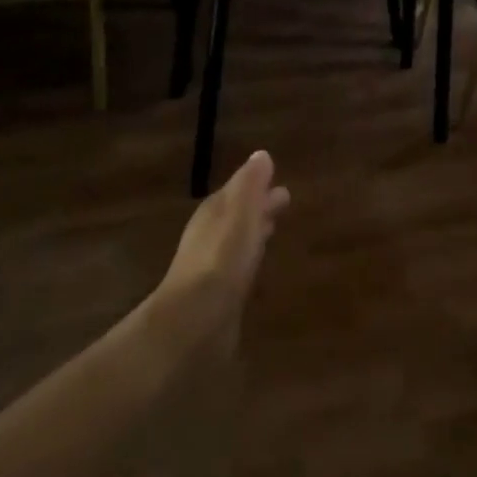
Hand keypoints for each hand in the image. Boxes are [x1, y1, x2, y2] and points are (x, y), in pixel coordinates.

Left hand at [156, 151, 290, 342]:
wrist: (193, 322)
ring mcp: (212, 266)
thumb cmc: (221, 260)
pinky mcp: (218, 295)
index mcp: (214, 212)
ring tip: (273, 226)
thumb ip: (250, 185)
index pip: (237, 189)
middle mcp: (209, 235)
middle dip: (258, 205)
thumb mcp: (240, 214)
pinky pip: (238, 265)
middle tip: (284, 198)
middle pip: (237, 213)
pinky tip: (256, 265)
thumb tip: (261, 154)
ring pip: (238, 239)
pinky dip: (250, 257)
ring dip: (254, 230)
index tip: (278, 176)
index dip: (256, 183)